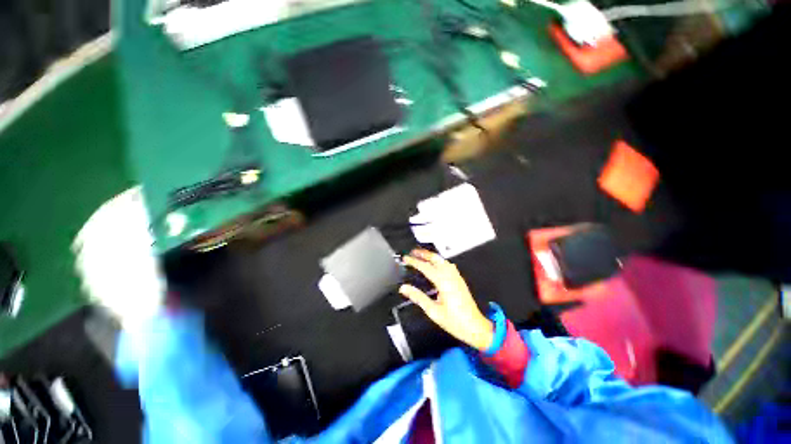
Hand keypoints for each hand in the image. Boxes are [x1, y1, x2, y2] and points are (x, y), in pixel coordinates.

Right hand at [399, 249, 493, 350]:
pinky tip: (436, 264)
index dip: (414, 261)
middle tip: (413, 252)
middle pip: (436, 259)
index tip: (405, 258)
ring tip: (422, 256)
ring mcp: (457, 277)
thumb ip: (418, 297)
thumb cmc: (455, 321)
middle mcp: (451, 277)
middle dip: (424, 253)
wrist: (475, 327)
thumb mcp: (433, 311)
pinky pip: (449, 265)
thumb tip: (404, 288)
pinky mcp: (460, 281)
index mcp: (443, 282)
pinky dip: (439, 261)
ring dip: (432, 256)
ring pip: (443, 261)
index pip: (425, 267)